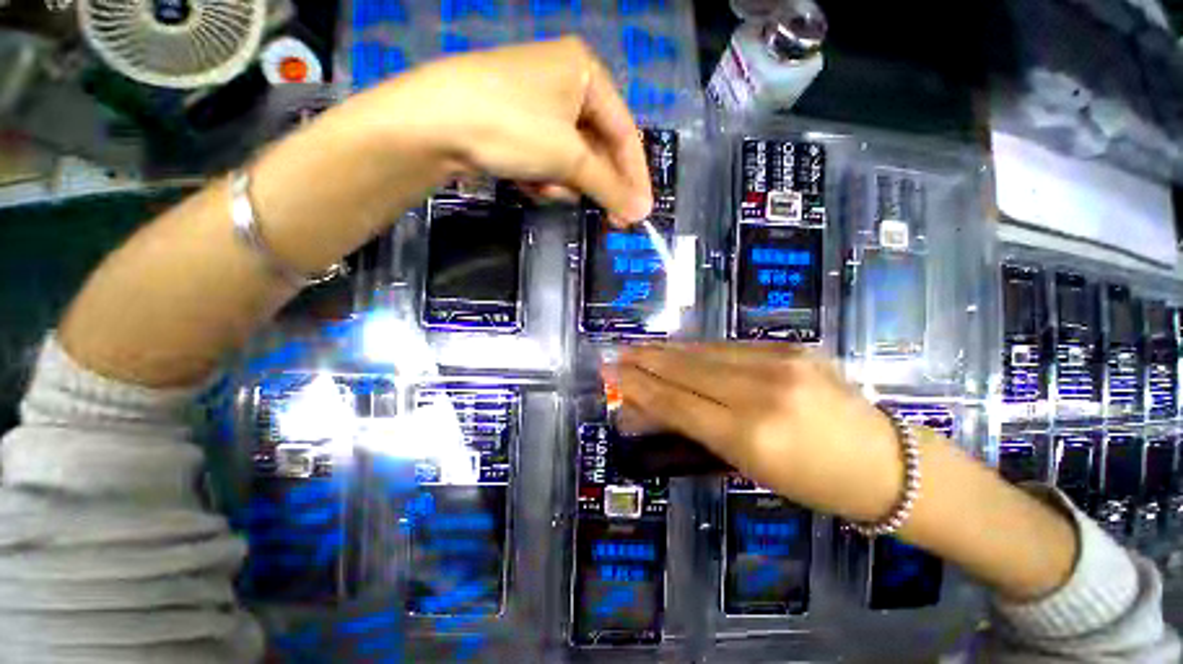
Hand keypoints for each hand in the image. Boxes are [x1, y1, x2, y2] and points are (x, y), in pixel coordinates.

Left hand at [349, 36, 653, 222]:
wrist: (432, 123)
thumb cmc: (512, 127)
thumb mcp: (569, 157)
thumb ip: (609, 186)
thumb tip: (642, 212)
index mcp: (586, 72)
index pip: (625, 134)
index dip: (635, 178)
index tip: (641, 212)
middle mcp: (565, 81)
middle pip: (598, 148)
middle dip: (596, 185)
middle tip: (610, 220)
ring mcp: (539, 103)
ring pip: (572, 158)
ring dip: (563, 182)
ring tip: (544, 187)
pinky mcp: (517, 123)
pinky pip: (548, 158)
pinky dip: (543, 176)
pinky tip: (527, 182)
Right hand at [615, 344, 904, 523]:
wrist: (887, 462)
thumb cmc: (813, 482)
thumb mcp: (748, 466)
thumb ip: (695, 431)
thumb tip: (649, 411)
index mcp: (750, 436)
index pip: (677, 403)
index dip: (639, 387)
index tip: (613, 375)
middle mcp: (760, 393)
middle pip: (685, 371)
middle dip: (644, 362)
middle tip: (616, 355)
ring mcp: (779, 363)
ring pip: (703, 352)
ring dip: (666, 351)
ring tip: (639, 349)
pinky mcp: (791, 347)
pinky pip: (729, 347)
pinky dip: (697, 349)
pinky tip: (679, 349)